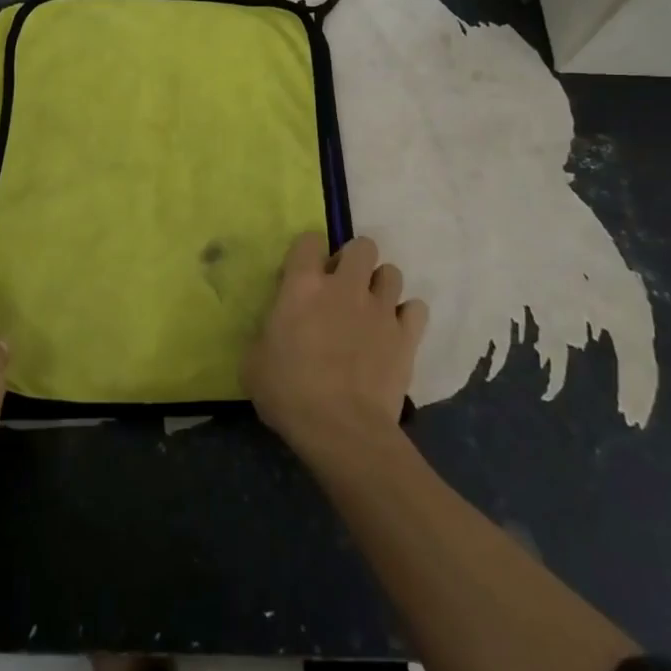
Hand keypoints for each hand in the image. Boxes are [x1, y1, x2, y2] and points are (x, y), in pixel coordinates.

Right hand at [243, 233, 427, 460]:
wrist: (342, 430)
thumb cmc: (290, 393)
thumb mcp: (254, 362)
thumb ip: (265, 334)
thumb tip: (272, 332)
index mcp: (303, 286)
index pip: (308, 240)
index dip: (307, 252)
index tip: (303, 274)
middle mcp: (345, 287)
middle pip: (362, 246)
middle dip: (354, 260)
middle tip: (342, 287)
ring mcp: (380, 309)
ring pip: (392, 272)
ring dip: (380, 286)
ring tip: (371, 309)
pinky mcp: (406, 336)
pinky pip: (416, 309)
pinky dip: (407, 316)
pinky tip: (395, 331)